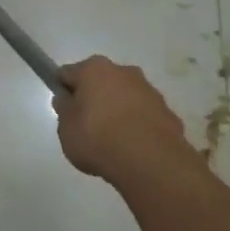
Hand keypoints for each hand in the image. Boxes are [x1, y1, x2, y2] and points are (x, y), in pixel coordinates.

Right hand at [54, 56, 195, 183]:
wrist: (150, 161)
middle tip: (86, 125)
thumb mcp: (66, 129)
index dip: (63, 90)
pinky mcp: (167, 111)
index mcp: (94, 69)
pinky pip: (143, 115)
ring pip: (124, 97)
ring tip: (112, 141)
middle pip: (100, 82)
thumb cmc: (98, 138)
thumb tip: (67, 100)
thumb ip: (64, 111)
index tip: (63, 109)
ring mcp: (149, 90)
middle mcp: (123, 71)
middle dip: (93, 98)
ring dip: (117, 111)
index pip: (68, 73)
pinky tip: (132, 147)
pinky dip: (136, 125)